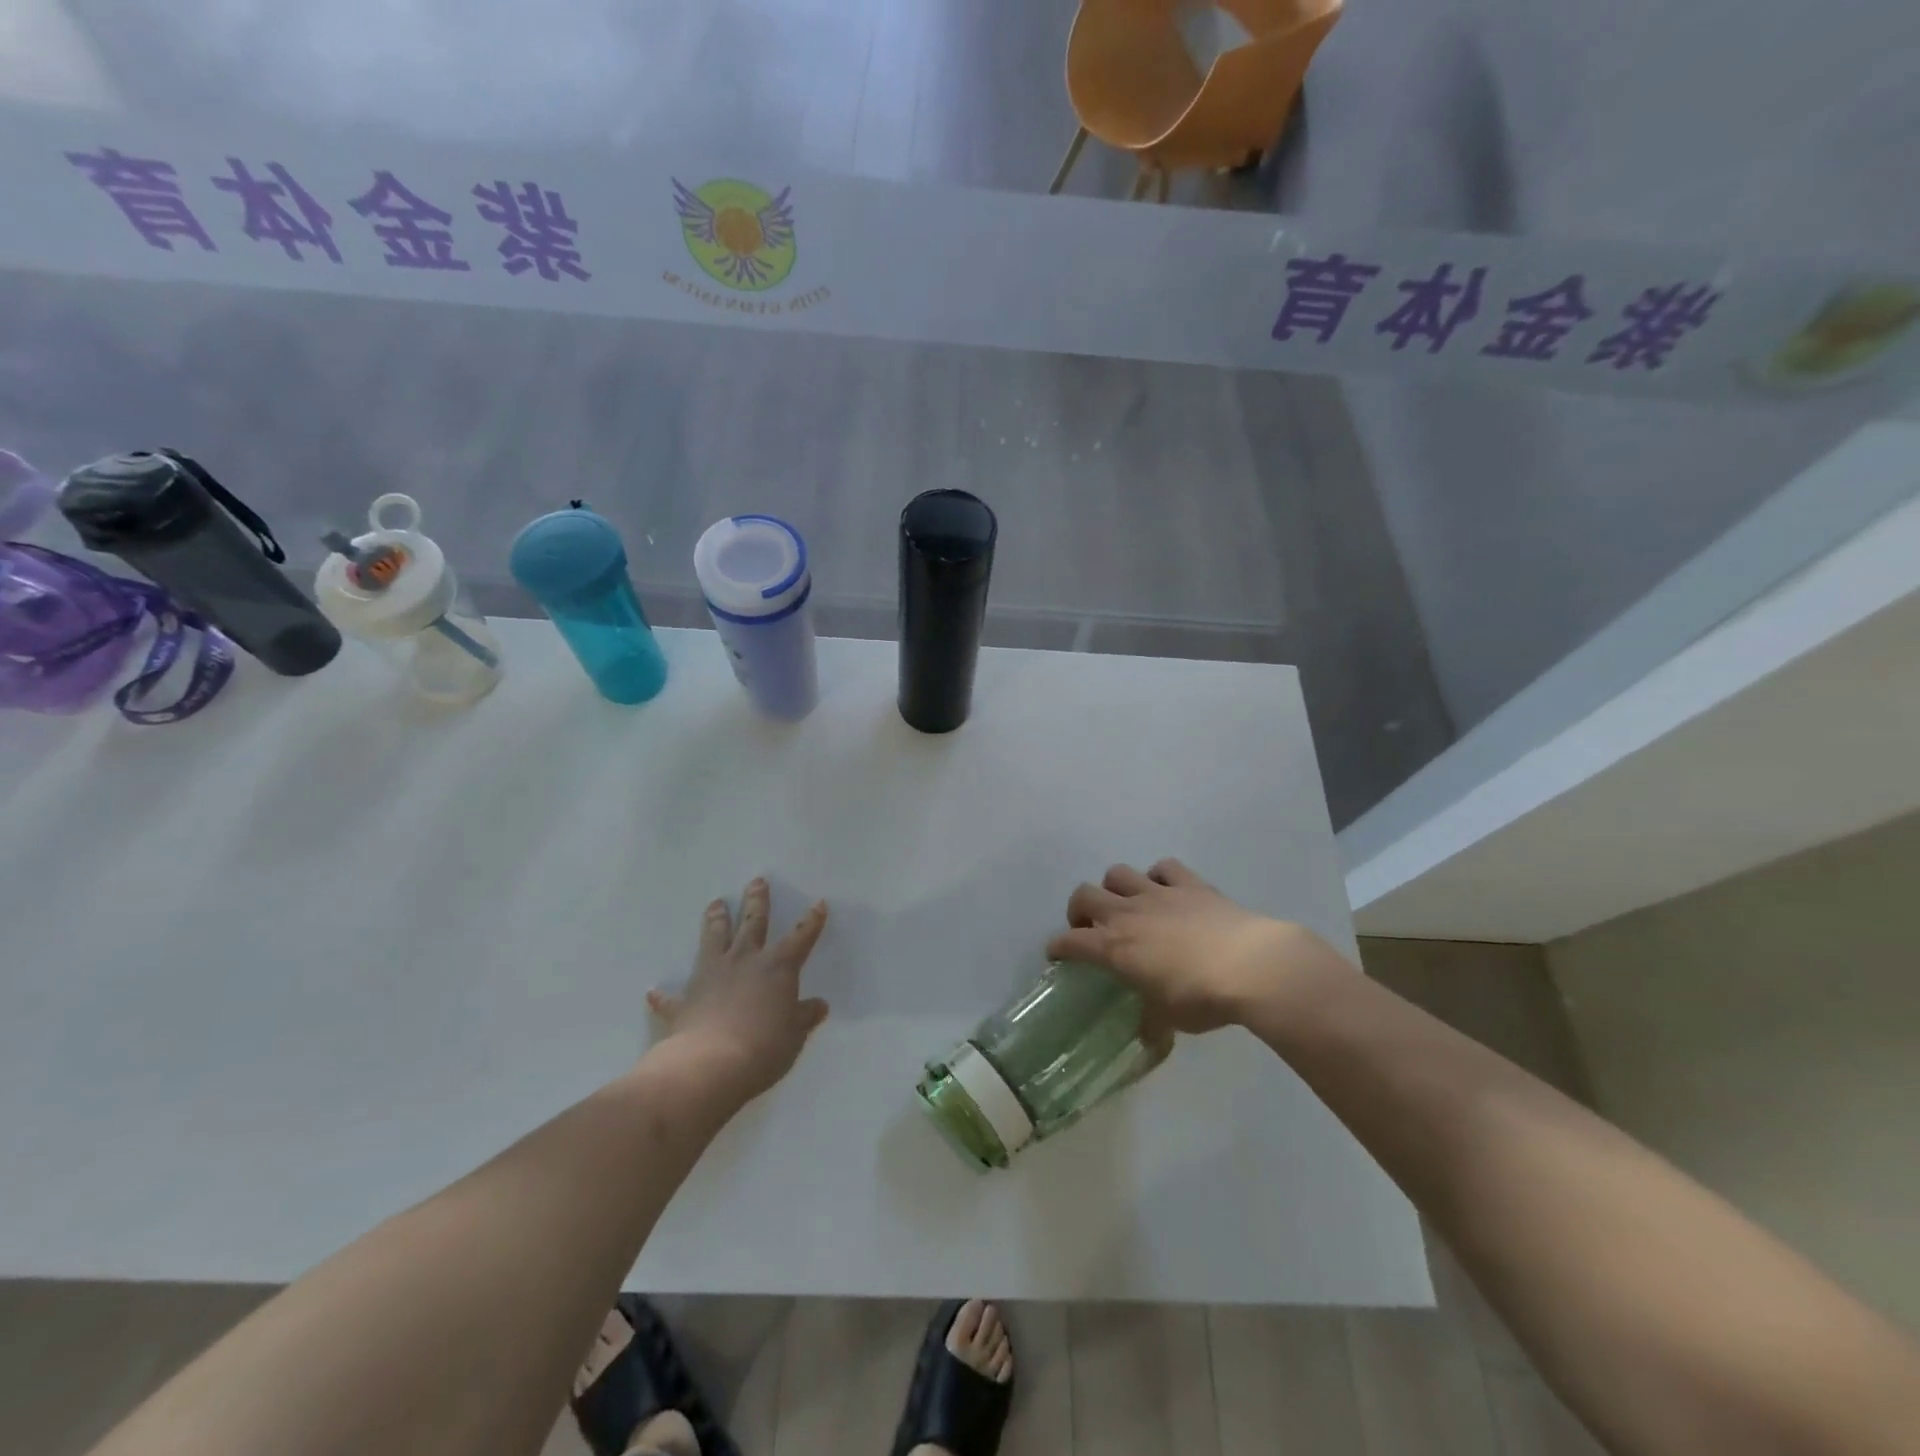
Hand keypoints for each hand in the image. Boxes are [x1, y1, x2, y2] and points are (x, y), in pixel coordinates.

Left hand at [646, 879, 830, 1102]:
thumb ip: (804, 1017)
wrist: (709, 1065)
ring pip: (714, 939)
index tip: (819, 903)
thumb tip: (819, 1006)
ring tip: (715, 903)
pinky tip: (652, 992)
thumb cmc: (763, 1047)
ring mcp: (712, 976)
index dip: (811, 921)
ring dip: (715, 921)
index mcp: (778, 967)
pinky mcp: (685, 1000)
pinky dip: (663, 995)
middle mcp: (745, 961)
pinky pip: (672, 996)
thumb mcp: (794, 1035)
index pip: (801, 937)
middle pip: (753, 923)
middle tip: (756, 881)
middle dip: (757, 901)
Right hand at [1046, 859, 1344, 1032]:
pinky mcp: (1189, 883)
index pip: (1070, 941)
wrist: (1251, 966)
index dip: (1058, 947)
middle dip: (1079, 909)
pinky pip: (1163, 868)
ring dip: (1115, 888)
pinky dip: (1160, 877)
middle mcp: (1127, 914)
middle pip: (1084, 894)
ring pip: (1118, 873)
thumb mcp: (1170, 1019)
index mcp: (1114, 948)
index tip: (1057, 954)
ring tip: (1128, 906)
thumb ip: (1151, 1018)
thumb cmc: (1202, 998)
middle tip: (1091, 927)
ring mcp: (1158, 893)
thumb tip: (1146, 1033)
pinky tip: (1168, 892)